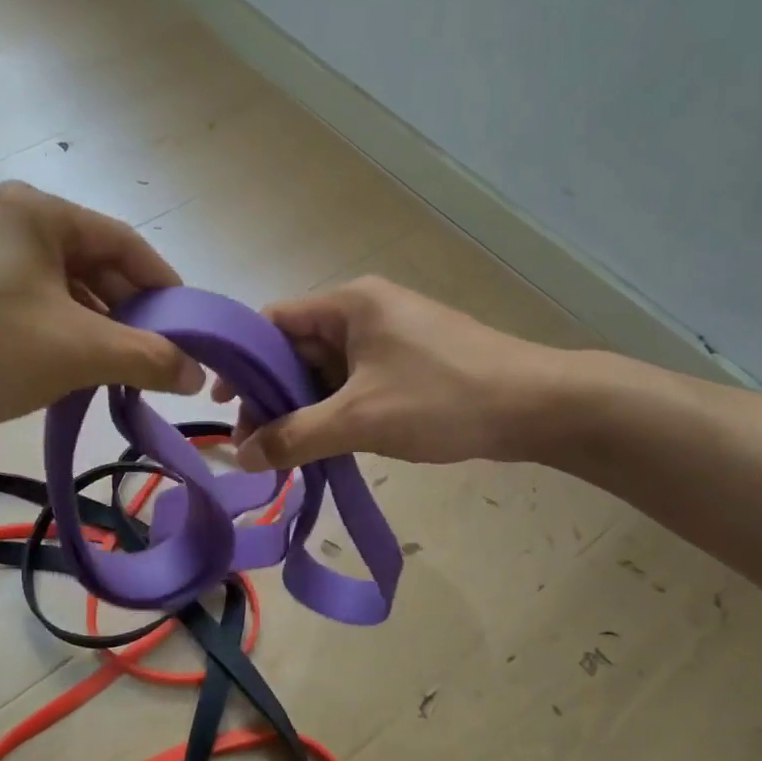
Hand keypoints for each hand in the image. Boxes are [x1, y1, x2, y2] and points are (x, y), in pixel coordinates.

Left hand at [0, 183, 204, 440]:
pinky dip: (54, 332)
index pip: (126, 244)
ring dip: (92, 329)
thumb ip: (146, 358)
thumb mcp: (76, 352)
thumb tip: (196, 375)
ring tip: (113, 373)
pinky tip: (64, 370)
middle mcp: (7, 218)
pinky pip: (25, 302)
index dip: (165, 287)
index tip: (189, 330)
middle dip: (127, 315)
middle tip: (154, 359)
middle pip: (92, 264)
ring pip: (58, 287)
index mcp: (39, 212)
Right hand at [214, 277, 557, 469]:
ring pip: (326, 370)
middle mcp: (364, 311)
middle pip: (297, 348)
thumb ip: (295, 436)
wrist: (538, 406)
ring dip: (303, 407)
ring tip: (285, 451)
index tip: (223, 403)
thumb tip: (241, 457)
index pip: (273, 321)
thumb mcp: (360, 419)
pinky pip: (354, 382)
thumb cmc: (443, 398)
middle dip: (271, 394)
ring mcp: (389, 337)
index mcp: (348, 304)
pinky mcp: (408, 363)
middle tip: (254, 442)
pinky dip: (334, 410)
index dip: (242, 359)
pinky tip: (324, 443)